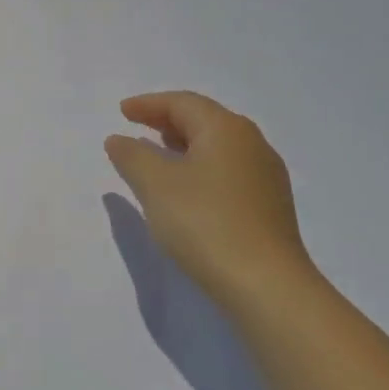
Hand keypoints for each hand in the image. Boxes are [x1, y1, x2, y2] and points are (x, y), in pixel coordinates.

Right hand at [105, 91, 319, 310]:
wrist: (266, 286)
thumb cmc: (205, 222)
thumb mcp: (155, 185)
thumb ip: (132, 156)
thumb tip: (119, 139)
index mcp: (227, 130)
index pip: (183, 103)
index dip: (149, 104)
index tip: (122, 112)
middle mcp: (252, 145)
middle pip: (205, 121)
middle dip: (168, 121)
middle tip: (138, 127)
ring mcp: (266, 178)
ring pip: (218, 148)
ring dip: (185, 146)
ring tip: (158, 156)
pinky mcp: (269, 208)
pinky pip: (228, 172)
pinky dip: (200, 169)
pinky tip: (186, 190)